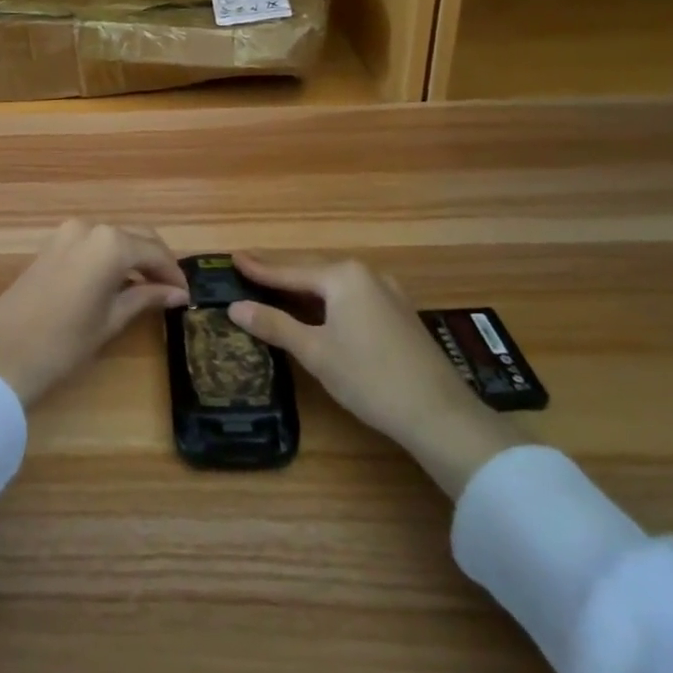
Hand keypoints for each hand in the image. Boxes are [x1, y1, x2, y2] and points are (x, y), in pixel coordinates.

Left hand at [0, 220, 189, 407]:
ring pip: (112, 238)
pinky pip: (91, 244)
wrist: (4, 353)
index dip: (173, 274)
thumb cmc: (65, 342)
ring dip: (132, 258)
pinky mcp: (51, 246)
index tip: (186, 295)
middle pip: (135, 238)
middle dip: (155, 261)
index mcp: (111, 243)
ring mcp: (66, 233)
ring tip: (147, 288)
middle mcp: (90, 228)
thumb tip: (177, 292)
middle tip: (171, 290)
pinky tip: (116, 282)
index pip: (155, 252)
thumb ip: (146, 298)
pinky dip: (109, 257)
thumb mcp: (112, 319)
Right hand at [227, 253, 525, 496]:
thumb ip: (275, 324)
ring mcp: (387, 292)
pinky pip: (352, 295)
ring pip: (334, 283)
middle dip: (280, 272)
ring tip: (276, 285)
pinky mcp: (399, 312)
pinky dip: (327, 298)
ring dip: (304, 285)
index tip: (233, 257)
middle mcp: (366, 274)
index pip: (289, 270)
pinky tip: (319, 307)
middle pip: (312, 270)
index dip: (259, 268)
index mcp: (343, 276)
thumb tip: (235, 307)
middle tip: (249, 269)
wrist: (439, 414)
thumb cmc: (369, 378)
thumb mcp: (315, 352)